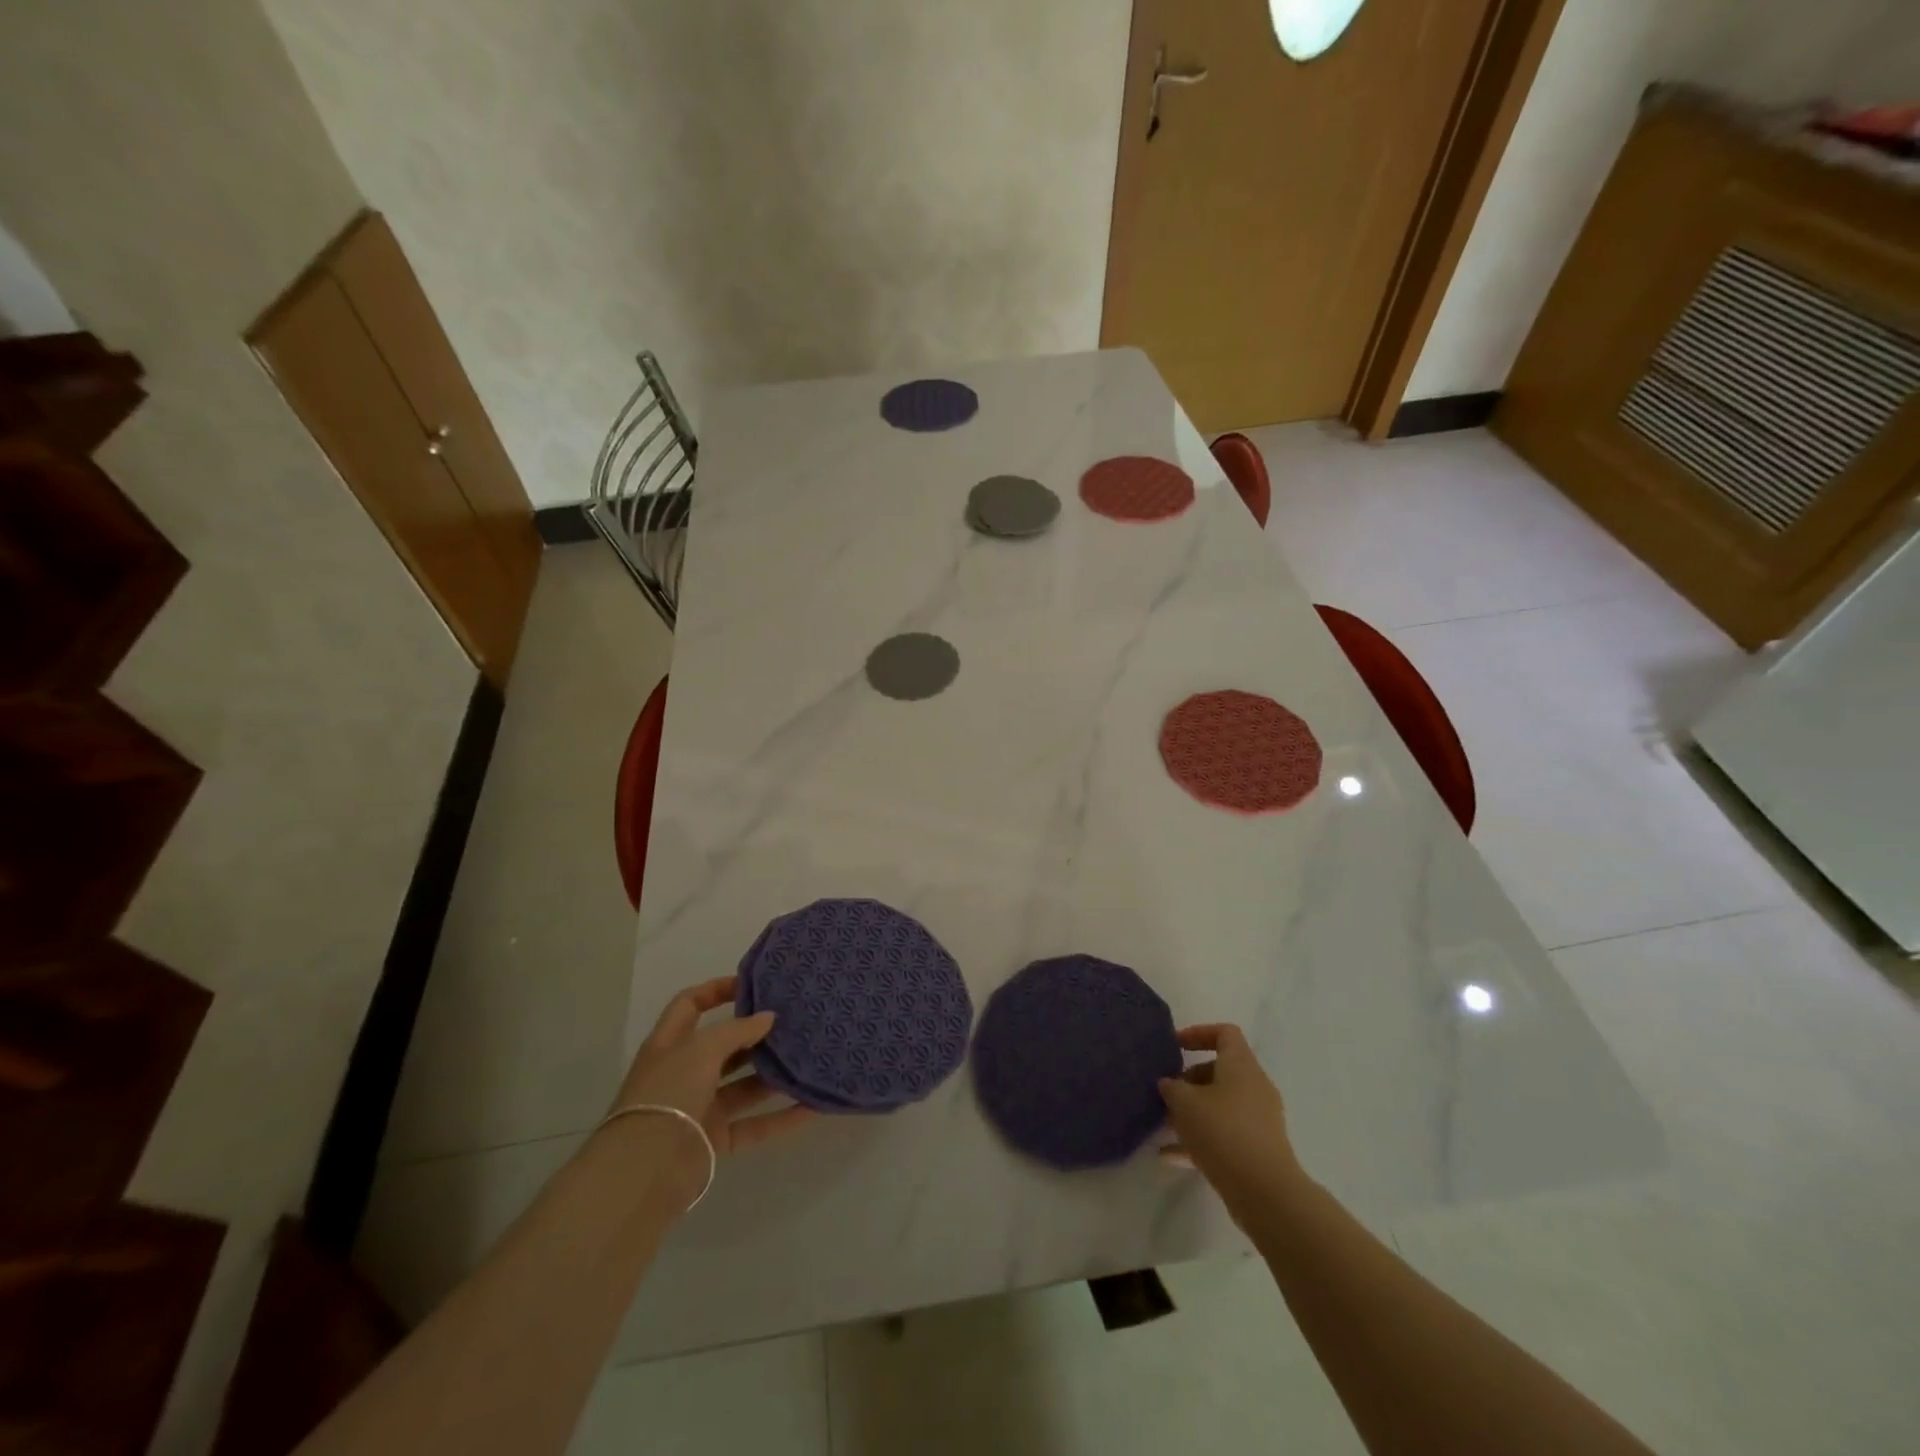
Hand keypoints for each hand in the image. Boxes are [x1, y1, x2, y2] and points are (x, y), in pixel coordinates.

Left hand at [611, 975, 812, 1166]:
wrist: (645, 1170)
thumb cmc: (669, 1094)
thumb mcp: (701, 1050)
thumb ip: (737, 1030)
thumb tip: (768, 1017)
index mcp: (670, 1044)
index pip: (690, 1005)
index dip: (717, 990)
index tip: (753, 985)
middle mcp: (684, 1073)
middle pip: (723, 1046)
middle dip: (755, 1034)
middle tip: (792, 1021)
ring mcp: (700, 1107)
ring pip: (743, 1085)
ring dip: (773, 1074)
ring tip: (808, 1057)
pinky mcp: (715, 1140)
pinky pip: (755, 1124)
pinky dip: (782, 1117)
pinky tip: (812, 1106)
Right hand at [1158, 1024, 1302, 1220]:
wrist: (1265, 1192)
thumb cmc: (1222, 1131)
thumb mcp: (1184, 1103)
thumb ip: (1171, 1087)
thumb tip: (1170, 1084)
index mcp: (1241, 1065)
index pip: (1225, 1033)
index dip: (1198, 1033)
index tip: (1175, 1047)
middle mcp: (1254, 1087)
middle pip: (1220, 1071)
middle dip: (1189, 1081)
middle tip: (1166, 1094)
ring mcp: (1259, 1120)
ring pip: (1220, 1105)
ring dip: (1193, 1112)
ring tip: (1165, 1125)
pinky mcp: (1258, 1149)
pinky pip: (1224, 1134)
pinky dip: (1200, 1140)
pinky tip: (1170, 1156)